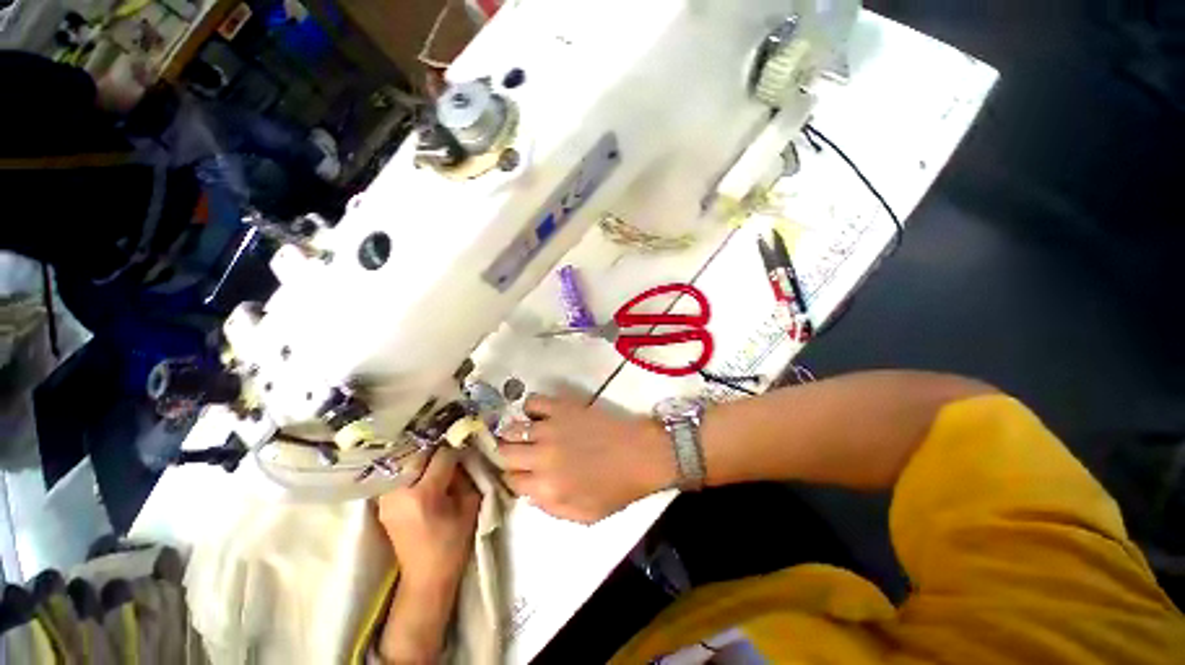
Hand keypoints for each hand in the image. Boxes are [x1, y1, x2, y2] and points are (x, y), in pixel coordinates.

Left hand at [376, 448, 480, 591]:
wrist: (426, 577)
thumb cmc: (453, 544)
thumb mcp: (469, 505)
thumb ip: (465, 477)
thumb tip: (462, 458)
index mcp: (424, 494)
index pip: (441, 457)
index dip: (456, 452)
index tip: (464, 454)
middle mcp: (399, 493)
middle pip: (419, 455)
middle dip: (437, 453)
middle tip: (450, 456)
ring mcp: (386, 499)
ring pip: (406, 463)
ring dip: (423, 460)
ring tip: (436, 465)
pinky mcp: (381, 504)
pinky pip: (398, 476)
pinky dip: (411, 471)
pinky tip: (422, 475)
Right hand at [498, 395, 675, 523]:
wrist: (640, 454)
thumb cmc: (616, 488)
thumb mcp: (583, 516)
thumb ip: (549, 507)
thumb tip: (528, 492)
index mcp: (546, 487)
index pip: (509, 480)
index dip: (512, 477)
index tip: (520, 473)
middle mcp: (542, 456)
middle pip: (504, 452)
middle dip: (506, 454)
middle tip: (518, 453)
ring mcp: (551, 428)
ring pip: (513, 427)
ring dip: (514, 432)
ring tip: (525, 433)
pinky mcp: (562, 407)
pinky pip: (533, 401)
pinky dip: (531, 407)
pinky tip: (539, 414)